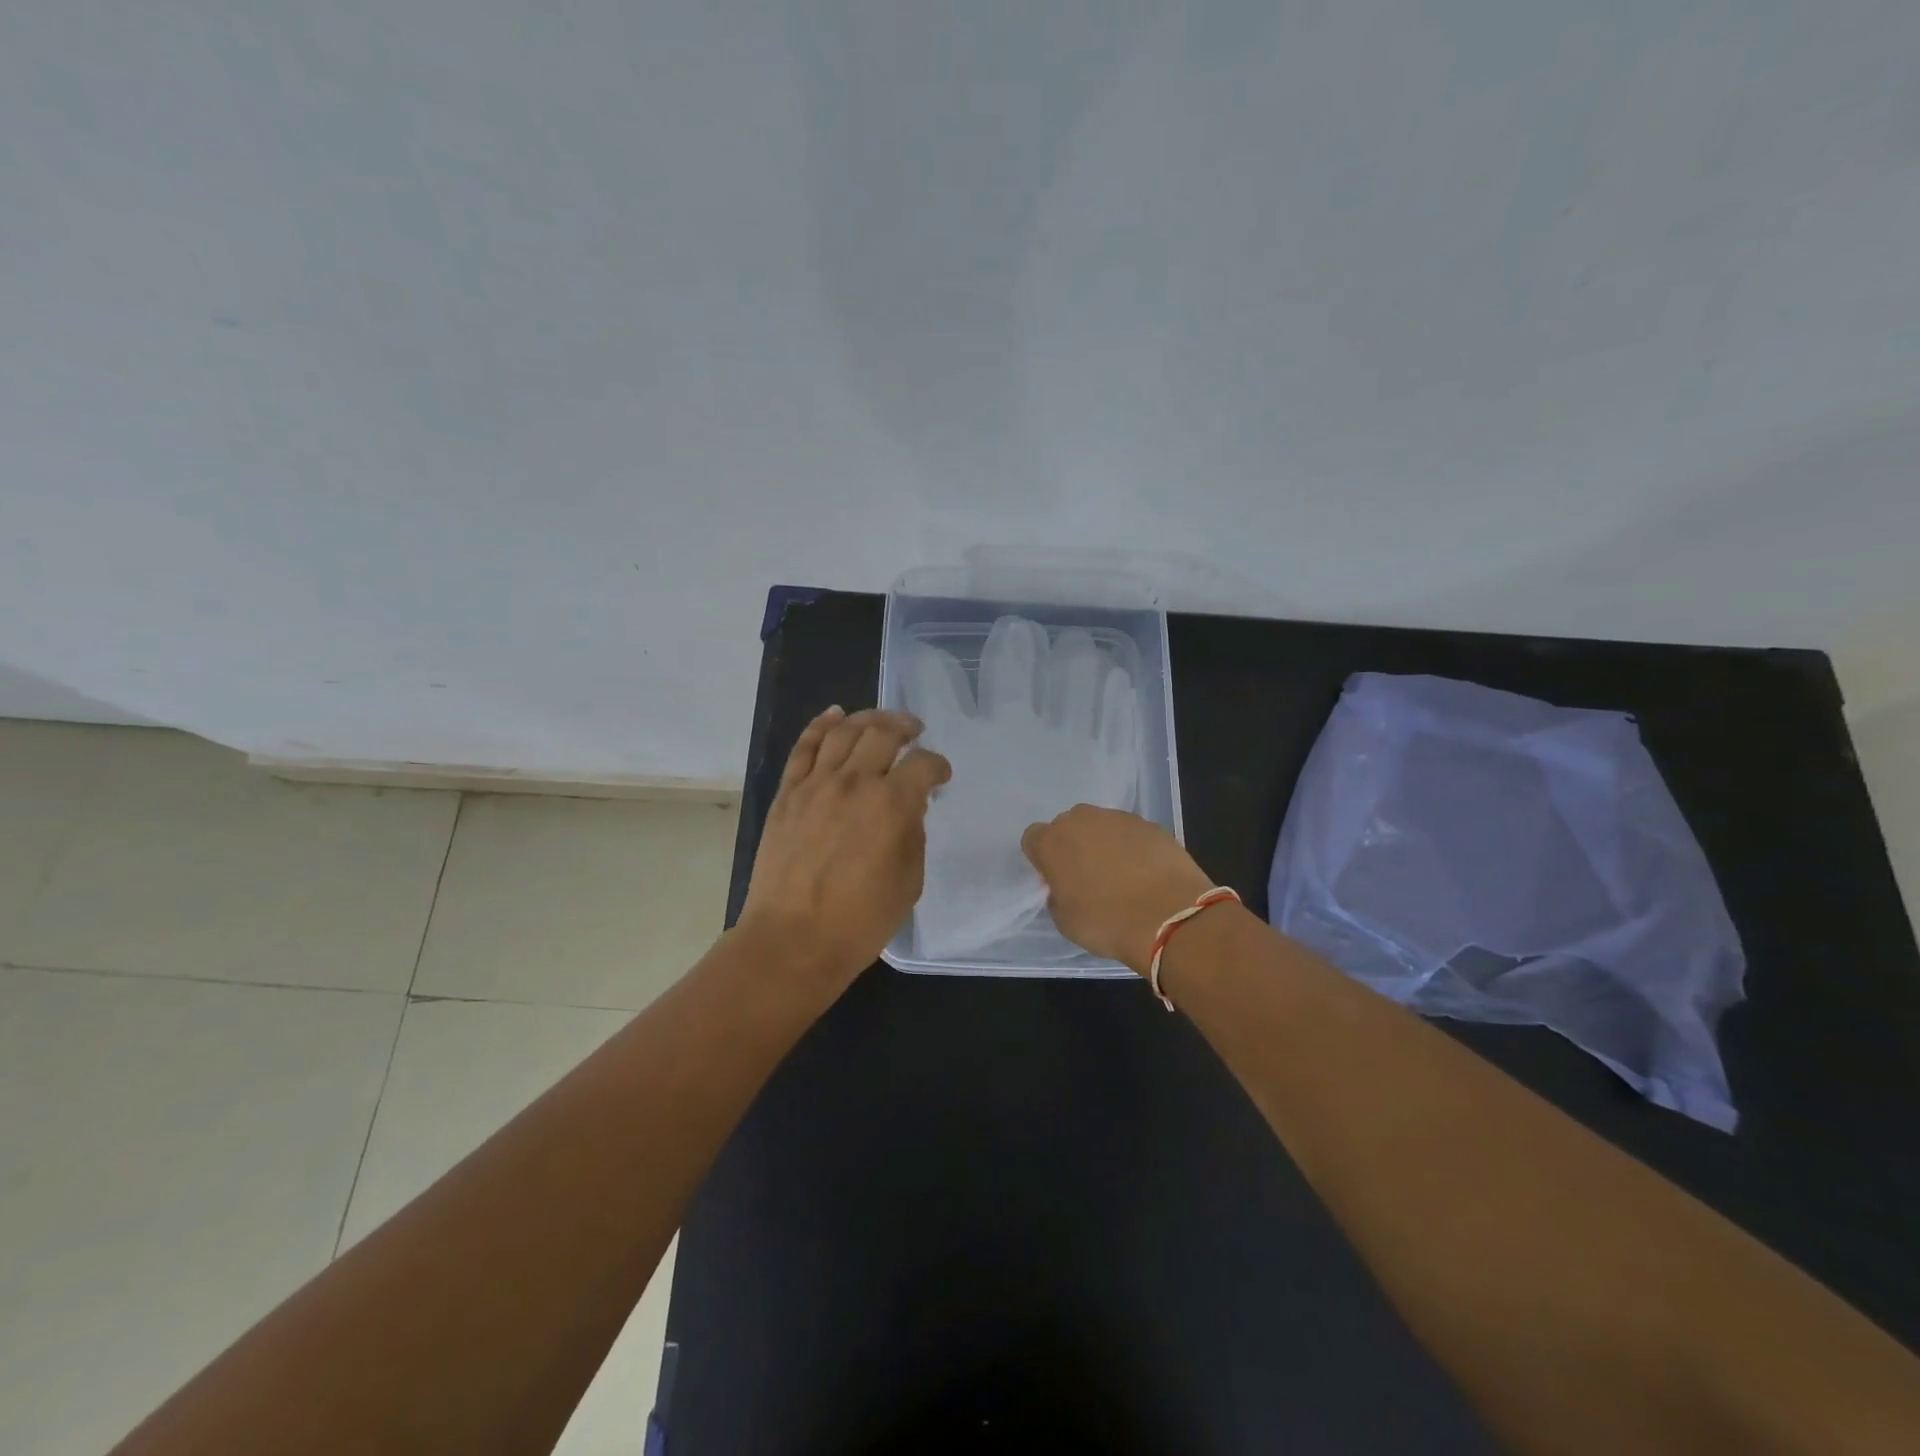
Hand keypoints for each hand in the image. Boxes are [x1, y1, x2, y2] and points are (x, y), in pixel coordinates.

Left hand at [739, 706, 951, 995]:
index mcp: (892, 804)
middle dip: (905, 726)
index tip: (941, 776)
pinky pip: (804, 747)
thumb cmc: (860, 920)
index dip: (938, 765)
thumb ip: (913, 834)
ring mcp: (816, 784)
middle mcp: (855, 782)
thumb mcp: (909, 881)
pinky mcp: (787, 794)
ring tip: (881, 721)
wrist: (793, 940)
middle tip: (914, 730)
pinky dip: (821, 725)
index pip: (923, 764)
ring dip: (867, 718)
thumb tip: (908, 808)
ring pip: (843, 731)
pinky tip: (835, 714)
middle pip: (883, 733)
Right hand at [1021, 805, 1214, 975]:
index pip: (1033, 838)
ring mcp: (1117, 818)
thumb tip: (1065, 885)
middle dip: (1073, 846)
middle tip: (1087, 876)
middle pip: (1067, 826)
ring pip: (1100, 826)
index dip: (1042, 858)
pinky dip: (1132, 847)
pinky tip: (1145, 873)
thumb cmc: (1106, 923)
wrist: (1169, 916)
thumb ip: (1057, 894)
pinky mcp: (1149, 823)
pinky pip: (1130, 832)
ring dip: (1103, 844)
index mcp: (1051, 842)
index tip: (1055, 879)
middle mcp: (1080, 820)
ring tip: (1120, 875)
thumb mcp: (1064, 920)